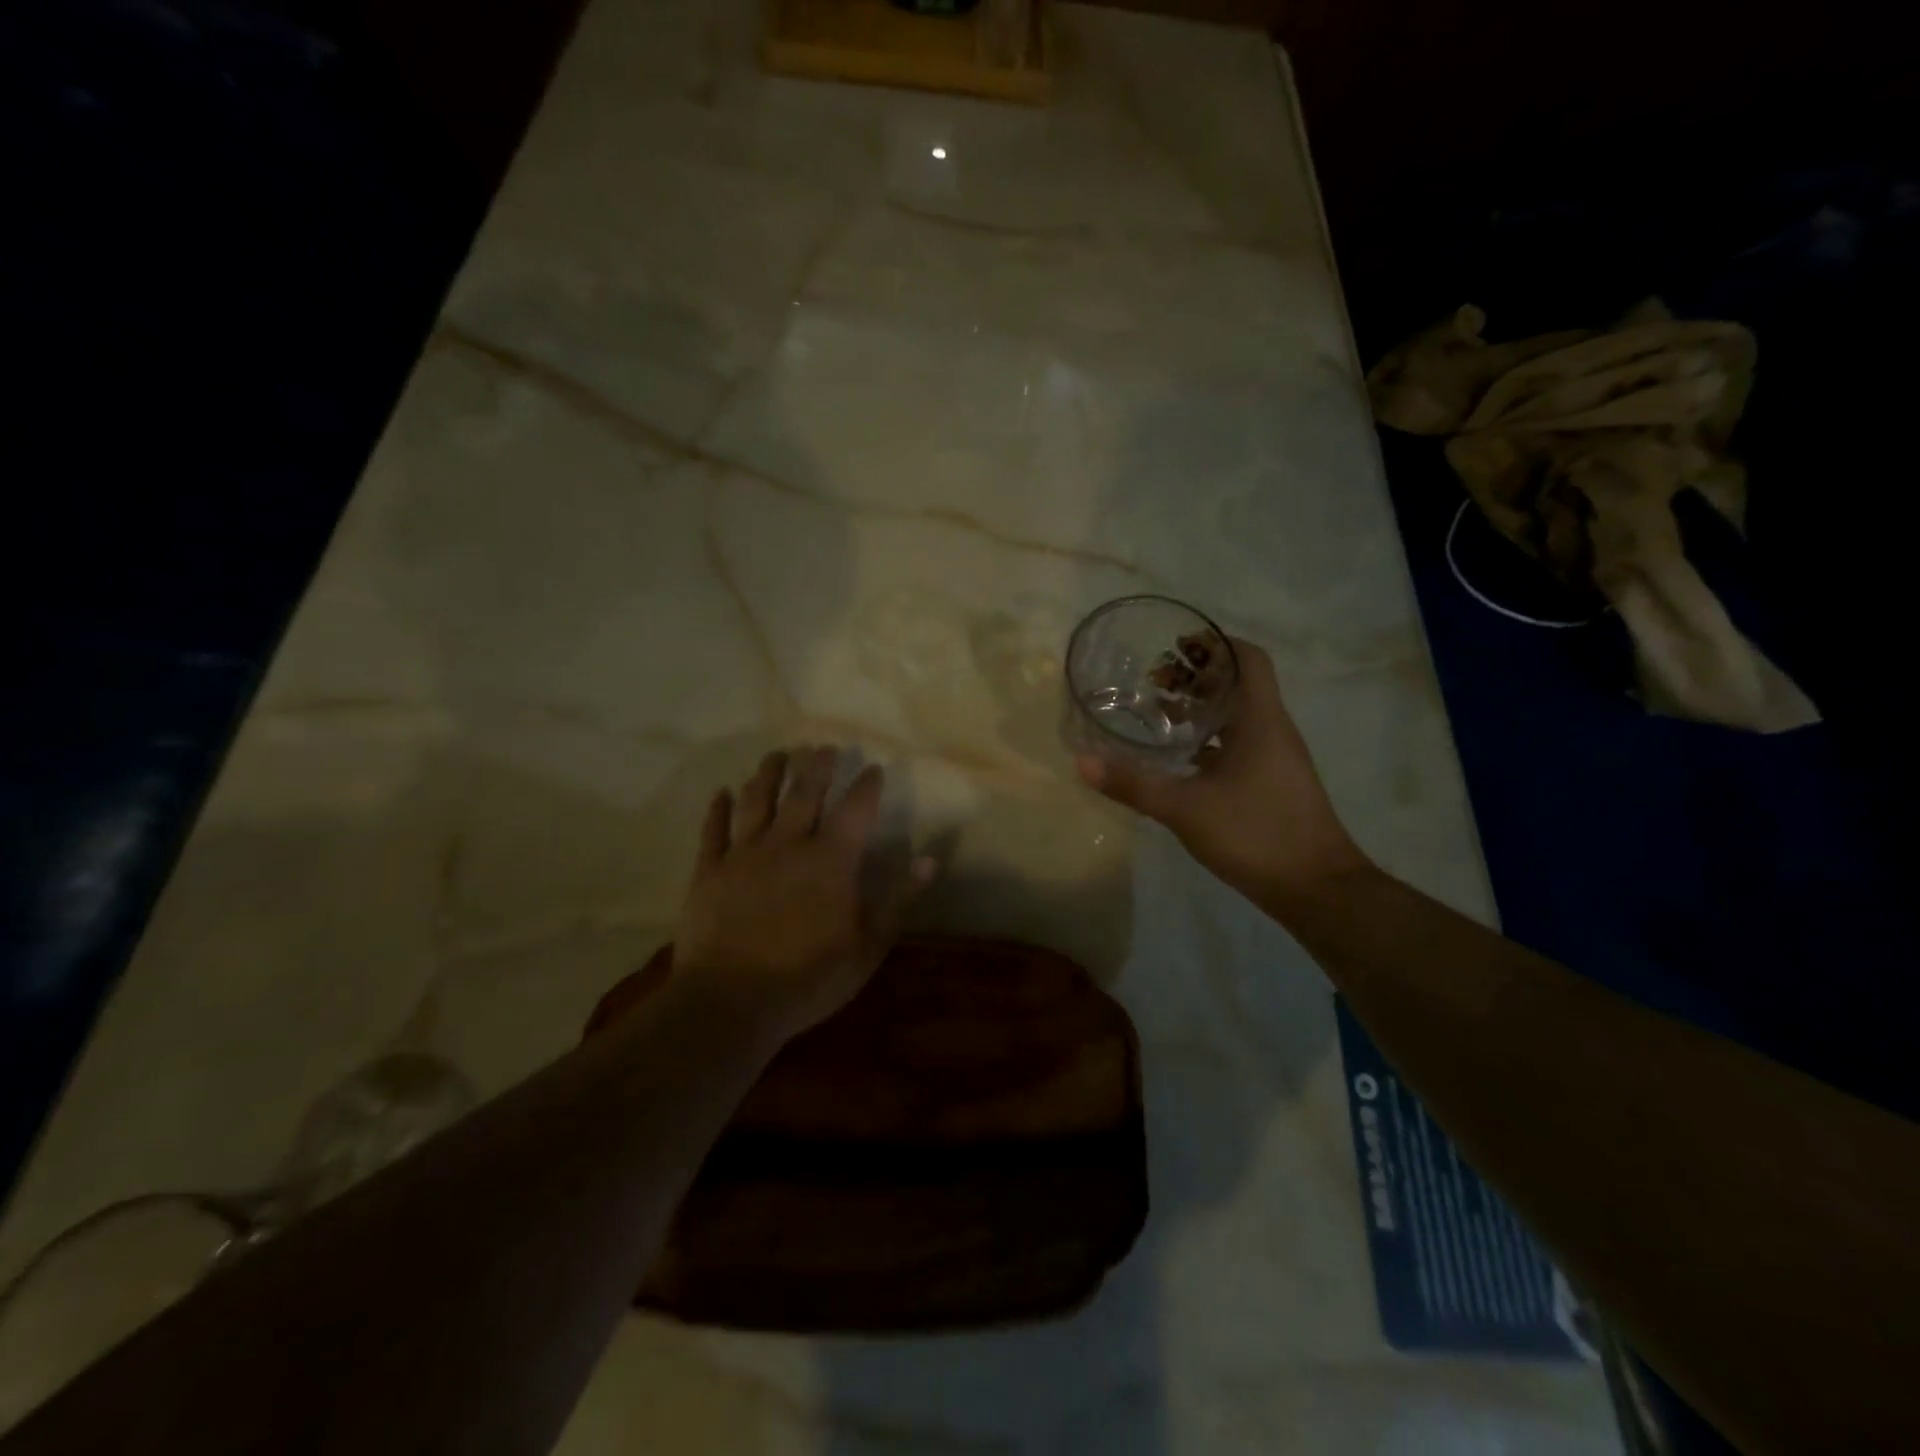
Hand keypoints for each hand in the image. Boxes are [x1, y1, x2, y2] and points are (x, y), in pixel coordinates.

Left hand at [674, 747, 935, 1043]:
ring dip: (768, 774)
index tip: (873, 768)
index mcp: (831, 860)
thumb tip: (930, 859)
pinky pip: (713, 831)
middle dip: (817, 766)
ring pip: (757, 801)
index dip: (866, 786)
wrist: (732, 1001)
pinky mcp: (709, 872)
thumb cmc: (810, 977)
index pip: (855, 810)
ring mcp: (744, 854)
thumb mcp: (869, 945)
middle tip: (824, 747)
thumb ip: (899, 898)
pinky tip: (721, 793)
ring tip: (777, 755)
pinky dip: (718, 810)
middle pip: (804, 793)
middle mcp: (787, 844)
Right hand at [1076, 639, 1369, 902]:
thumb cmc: (1256, 834)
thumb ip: (1133, 784)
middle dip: (1197, 675)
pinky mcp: (1272, 783)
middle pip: (1239, 683)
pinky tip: (1180, 758)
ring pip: (1238, 715)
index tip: (1176, 645)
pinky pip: (1239, 744)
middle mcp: (1272, 730)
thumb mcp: (1185, 808)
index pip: (1248, 659)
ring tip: (1160, 711)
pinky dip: (1210, 739)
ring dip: (1202, 707)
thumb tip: (1082, 762)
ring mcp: (1275, 758)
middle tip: (1154, 680)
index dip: (1216, 643)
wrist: (1318, 889)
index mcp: (1261, 720)